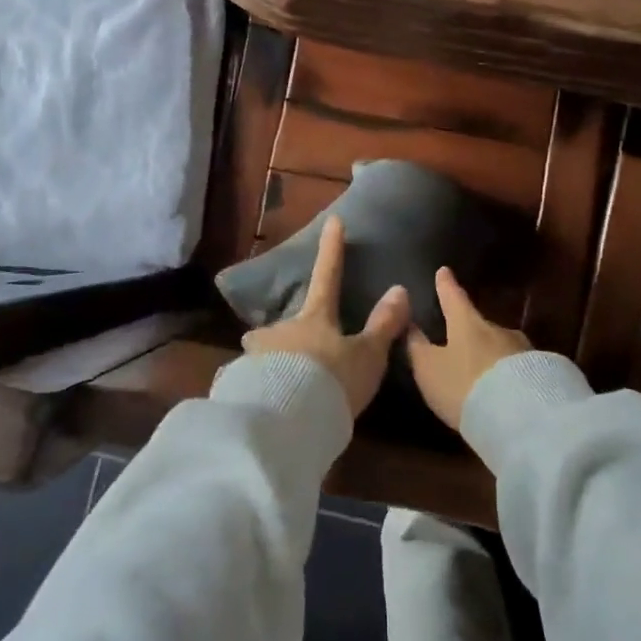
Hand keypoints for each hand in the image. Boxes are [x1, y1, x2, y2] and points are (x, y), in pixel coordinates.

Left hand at [241, 215, 409, 417]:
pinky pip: (251, 381)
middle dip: (291, 333)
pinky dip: (259, 389)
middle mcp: (281, 330)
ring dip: (273, 362)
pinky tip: (265, 407)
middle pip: (287, 323)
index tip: (334, 221)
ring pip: (265, 352)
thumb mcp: (367, 356)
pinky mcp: (240, 384)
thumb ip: (383, 325)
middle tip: (300, 352)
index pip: (328, 276)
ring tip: (282, 386)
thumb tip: (399, 289)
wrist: (287, 419)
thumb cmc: (333, 380)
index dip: (332, 249)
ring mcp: (257, 355)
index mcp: (315, 318)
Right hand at [406, 267, 532, 430]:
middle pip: (480, 324)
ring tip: (483, 374)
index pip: (453, 297)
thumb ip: (418, 348)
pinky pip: (518, 368)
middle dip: (470, 331)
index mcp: (467, 323)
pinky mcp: (541, 371)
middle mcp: (497, 329)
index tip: (444, 270)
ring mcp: (522, 349)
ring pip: (501, 346)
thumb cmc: (464, 386)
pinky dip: (508, 374)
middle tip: (461, 342)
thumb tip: (410, 325)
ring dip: (491, 356)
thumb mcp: (430, 370)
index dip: (446, 285)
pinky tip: (504, 390)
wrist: (521, 415)